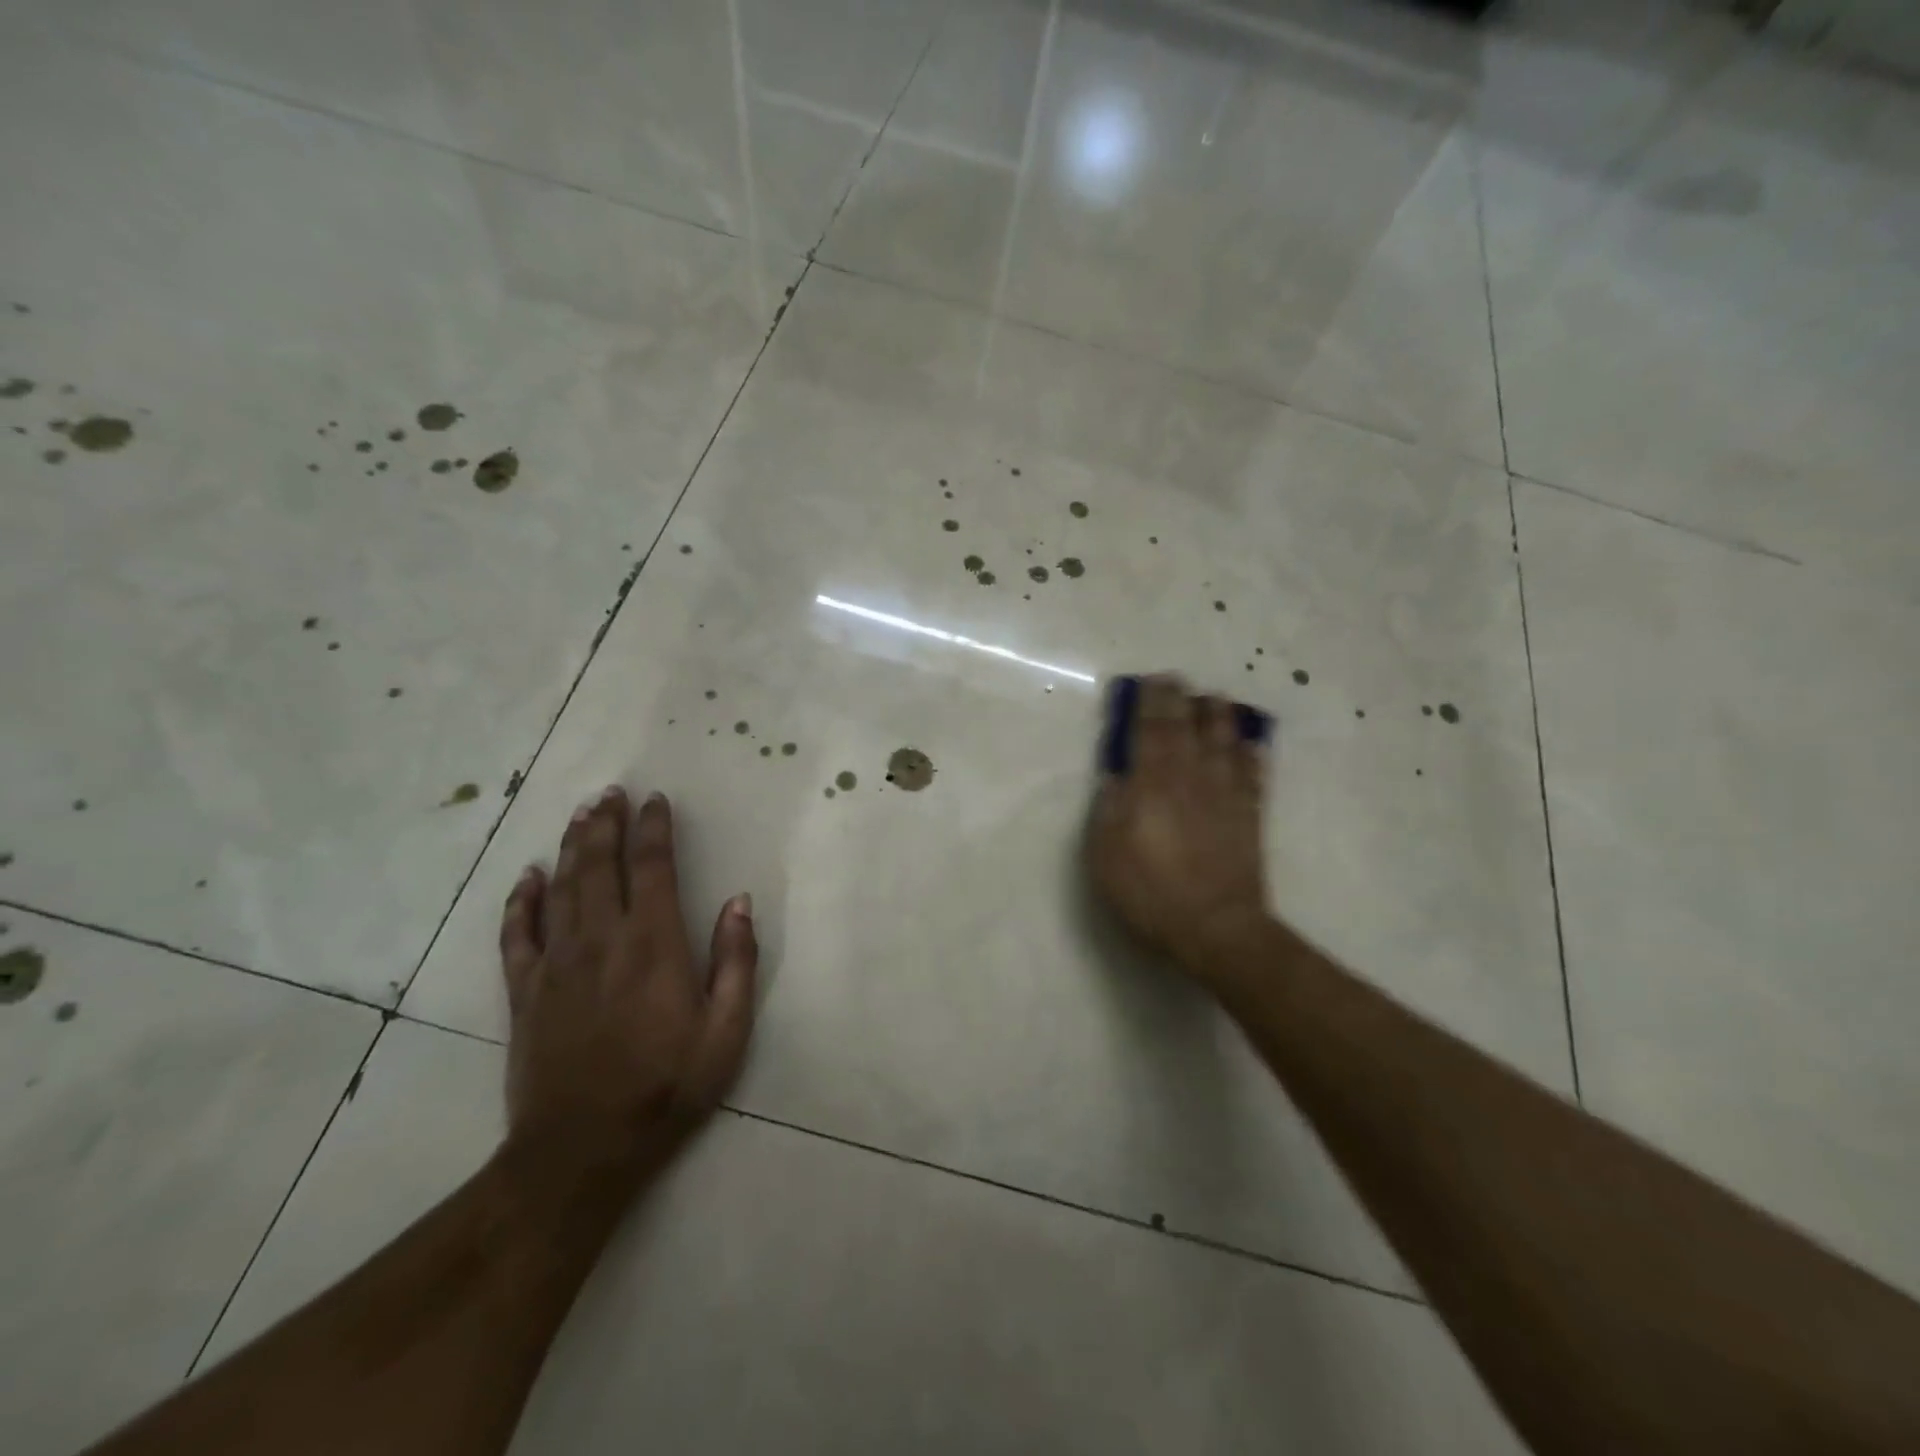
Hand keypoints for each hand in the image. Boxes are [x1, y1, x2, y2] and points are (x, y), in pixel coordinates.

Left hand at [499, 786, 756, 1181]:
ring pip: (561, 887)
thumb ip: (737, 961)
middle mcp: (601, 940)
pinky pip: (517, 933)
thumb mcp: (726, 1031)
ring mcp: (556, 963)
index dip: (654, 828)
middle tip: (611, 792)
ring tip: (580, 814)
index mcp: (653, 944)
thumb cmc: (667, 1087)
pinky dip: (520, 900)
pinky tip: (526, 876)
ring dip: (571, 846)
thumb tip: (740, 901)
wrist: (581, 1149)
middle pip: (600, 866)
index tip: (657, 800)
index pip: (652, 867)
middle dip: (607, 824)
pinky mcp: (524, 991)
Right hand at [1085, 676, 1271, 988]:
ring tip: (1214, 699)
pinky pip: (1253, 773)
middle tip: (1174, 680)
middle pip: (1188, 726)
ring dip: (1218, 715)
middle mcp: (1191, 777)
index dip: (1149, 701)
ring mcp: (1225, 794)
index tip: (1149, 681)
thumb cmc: (1150, 890)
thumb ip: (1109, 808)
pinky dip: (1250, 753)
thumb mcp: (1106, 853)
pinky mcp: (1249, 815)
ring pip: (1225, 741)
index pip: (1151, 729)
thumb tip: (1116, 775)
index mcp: (1153, 782)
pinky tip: (1250, 744)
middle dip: (1180, 698)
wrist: (1215, 927)